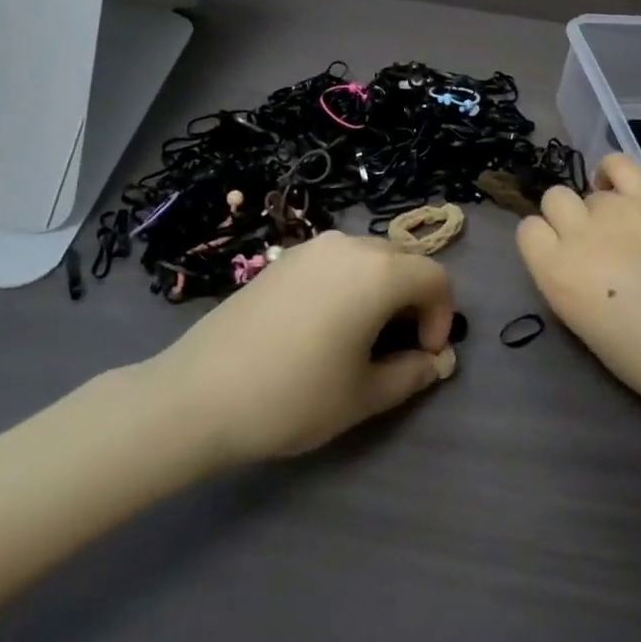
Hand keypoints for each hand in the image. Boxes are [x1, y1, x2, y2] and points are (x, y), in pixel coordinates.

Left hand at [157, 231, 458, 464]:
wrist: (198, 394)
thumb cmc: (293, 396)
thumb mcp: (363, 396)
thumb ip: (411, 374)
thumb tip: (435, 362)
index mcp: (378, 272)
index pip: (435, 279)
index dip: (442, 317)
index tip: (423, 356)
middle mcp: (349, 245)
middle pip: (404, 262)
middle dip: (414, 302)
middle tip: (398, 349)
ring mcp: (312, 247)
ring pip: (369, 259)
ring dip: (382, 292)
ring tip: (362, 338)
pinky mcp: (284, 259)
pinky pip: (336, 262)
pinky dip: (350, 285)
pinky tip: (325, 326)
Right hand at [515, 154, 640, 431]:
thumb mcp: (585, 328)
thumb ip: (566, 281)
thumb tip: (570, 256)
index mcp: (556, 274)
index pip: (528, 231)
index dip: (545, 244)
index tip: (564, 260)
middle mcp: (581, 234)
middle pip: (555, 200)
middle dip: (567, 221)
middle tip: (595, 248)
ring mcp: (621, 211)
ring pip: (589, 190)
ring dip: (599, 209)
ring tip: (625, 234)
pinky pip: (619, 164)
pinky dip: (613, 174)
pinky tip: (624, 195)